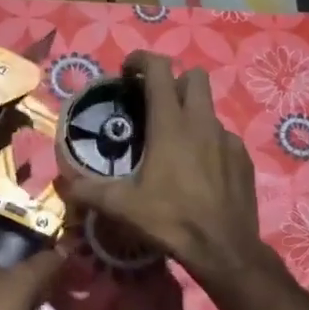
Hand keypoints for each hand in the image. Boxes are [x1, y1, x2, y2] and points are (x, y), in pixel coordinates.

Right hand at [58, 51, 264, 285]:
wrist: (224, 248)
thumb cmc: (170, 220)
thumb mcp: (122, 206)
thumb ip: (89, 191)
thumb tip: (65, 185)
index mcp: (170, 125)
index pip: (159, 70)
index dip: (141, 60)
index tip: (127, 71)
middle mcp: (202, 123)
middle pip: (194, 77)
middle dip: (173, 80)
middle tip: (153, 103)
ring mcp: (228, 140)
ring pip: (209, 109)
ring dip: (190, 114)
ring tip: (173, 142)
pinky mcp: (243, 159)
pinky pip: (224, 138)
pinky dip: (208, 142)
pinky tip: (198, 169)